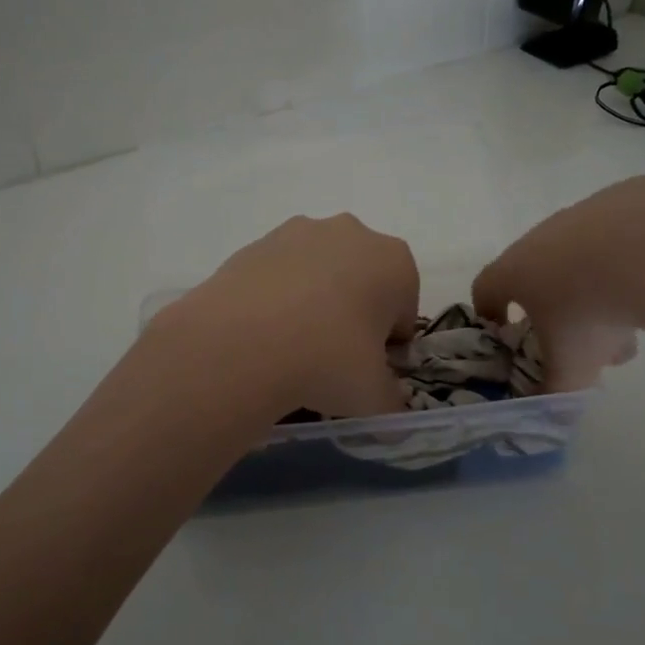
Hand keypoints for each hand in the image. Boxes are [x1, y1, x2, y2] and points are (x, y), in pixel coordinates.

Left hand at [150, 214, 419, 418]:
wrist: (240, 342)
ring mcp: (299, 232)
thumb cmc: (327, 360)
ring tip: (291, 348)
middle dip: (353, 315)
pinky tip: (263, 334)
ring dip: (314, 303)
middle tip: (332, 359)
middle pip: (362, 282)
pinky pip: (279, 275)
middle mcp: (352, 233)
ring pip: (318, 274)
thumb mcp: (374, 397)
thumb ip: (391, 402)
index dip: (389, 345)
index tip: (368, 370)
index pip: (403, 309)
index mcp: (394, 262)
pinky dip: (277, 299)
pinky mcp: (256, 243)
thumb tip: (389, 412)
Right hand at [474, 175, 644, 390]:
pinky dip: (629, 260)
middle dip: (555, 309)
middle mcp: (539, 238)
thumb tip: (548, 409)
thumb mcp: (570, 367)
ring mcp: (581, 215)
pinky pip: (619, 236)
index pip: (485, 289)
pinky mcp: (623, 198)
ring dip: (595, 288)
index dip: (490, 313)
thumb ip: (554, 392)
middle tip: (581, 341)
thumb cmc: (589, 311)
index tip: (506, 333)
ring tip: (630, 324)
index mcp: (514, 272)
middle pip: (537, 275)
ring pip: (580, 256)